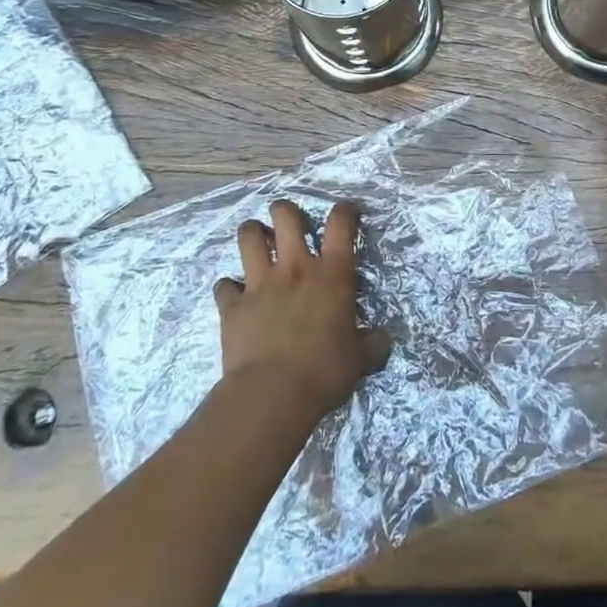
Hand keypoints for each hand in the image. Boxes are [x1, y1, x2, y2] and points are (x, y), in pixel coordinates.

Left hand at [214, 199, 391, 424]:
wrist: (271, 395)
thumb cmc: (323, 373)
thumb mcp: (359, 360)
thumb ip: (371, 344)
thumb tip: (382, 340)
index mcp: (331, 274)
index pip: (340, 224)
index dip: (344, 211)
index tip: (346, 211)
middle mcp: (295, 268)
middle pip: (286, 216)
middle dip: (285, 211)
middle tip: (287, 221)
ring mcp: (259, 283)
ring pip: (248, 237)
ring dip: (252, 234)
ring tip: (256, 240)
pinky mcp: (232, 305)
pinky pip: (224, 285)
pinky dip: (228, 287)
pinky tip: (233, 295)